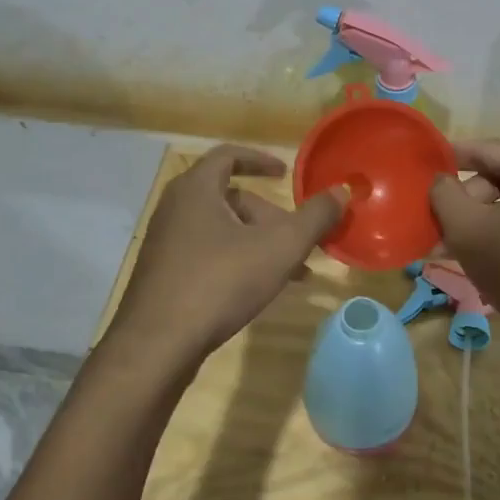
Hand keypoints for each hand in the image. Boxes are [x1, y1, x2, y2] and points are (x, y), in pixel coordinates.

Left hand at [105, 145, 346, 369]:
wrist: (158, 343)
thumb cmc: (220, 282)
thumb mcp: (279, 248)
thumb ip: (314, 217)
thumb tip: (342, 191)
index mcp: (196, 189)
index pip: (228, 156)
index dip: (260, 160)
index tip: (285, 174)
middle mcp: (175, 208)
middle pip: (230, 198)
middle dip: (269, 216)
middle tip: (297, 239)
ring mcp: (165, 242)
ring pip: (221, 230)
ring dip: (257, 242)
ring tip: (290, 271)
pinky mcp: (163, 273)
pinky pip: (207, 253)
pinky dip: (236, 259)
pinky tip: (258, 289)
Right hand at [429, 140, 499, 353]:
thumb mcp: (468, 230)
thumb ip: (444, 195)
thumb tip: (441, 179)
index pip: (480, 149)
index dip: (447, 162)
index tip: (421, 180)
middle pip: (497, 176)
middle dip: (465, 204)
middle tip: (439, 234)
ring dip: (483, 223)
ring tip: (456, 252)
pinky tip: (489, 260)